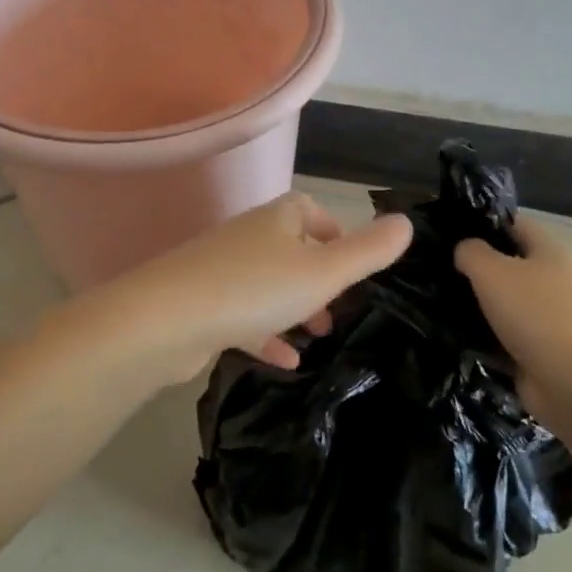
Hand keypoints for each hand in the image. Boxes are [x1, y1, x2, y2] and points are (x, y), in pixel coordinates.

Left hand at [95, 192, 413, 383]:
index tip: (353, 261)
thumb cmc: (255, 289)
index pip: (308, 210)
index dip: (333, 230)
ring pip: (268, 285)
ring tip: (321, 335)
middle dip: (319, 276)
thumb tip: (406, 222)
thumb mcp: (324, 272)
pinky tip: (286, 361)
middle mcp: (247, 238)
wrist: (165, 321)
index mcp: (276, 220)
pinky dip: (267, 334)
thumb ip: (368, 251)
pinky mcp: (202, 306)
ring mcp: (220, 272)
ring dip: (295, 307)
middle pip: (290, 249)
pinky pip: (244, 316)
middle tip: (343, 306)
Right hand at [454, 216, 571, 410]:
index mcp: (550, 252)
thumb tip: (464, 250)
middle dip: (478, 269)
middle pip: (511, 265)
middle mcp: (555, 281)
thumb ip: (471, 253)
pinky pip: (508, 337)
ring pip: (507, 303)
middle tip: (438, 271)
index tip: (450, 233)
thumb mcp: (492, 271)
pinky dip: (487, 338)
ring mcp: (552, 318)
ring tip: (440, 305)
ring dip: (480, 306)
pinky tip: (457, 338)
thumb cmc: (534, 314)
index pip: (515, 224)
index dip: (484, 224)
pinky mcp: (544, 351)